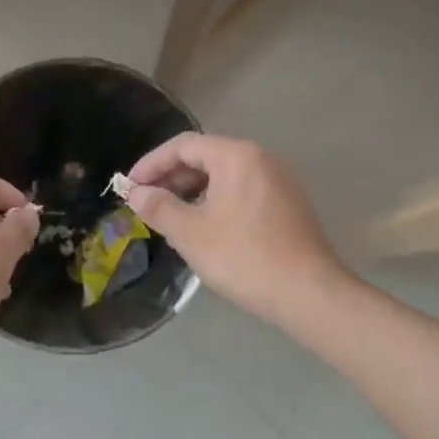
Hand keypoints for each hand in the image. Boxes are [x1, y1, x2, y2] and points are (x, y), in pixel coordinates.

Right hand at [126, 135, 347, 325]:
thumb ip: (159, 207)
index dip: (151, 164)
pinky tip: (205, 228)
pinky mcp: (288, 204)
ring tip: (171, 218)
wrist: (309, 293)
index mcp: (237, 156)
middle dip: (171, 178)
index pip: (183, 145)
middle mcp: (261, 158)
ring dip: (192, 191)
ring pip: (224, 176)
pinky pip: (242, 191)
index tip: (129, 187)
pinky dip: (216, 201)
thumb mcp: (191, 232)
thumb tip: (137, 193)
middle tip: (146, 203)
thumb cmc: (244, 257)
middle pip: (206, 156)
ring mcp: (279, 181)